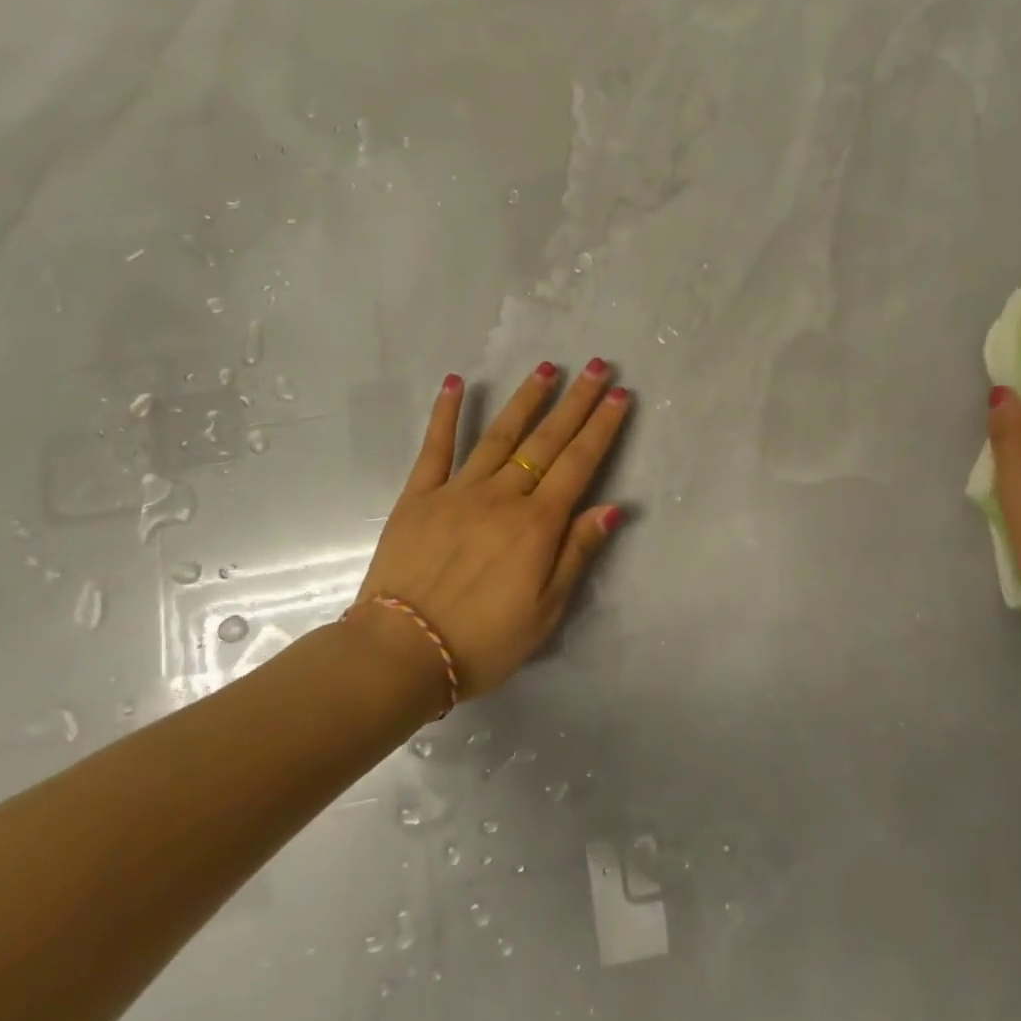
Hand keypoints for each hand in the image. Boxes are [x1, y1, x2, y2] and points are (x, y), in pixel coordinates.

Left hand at [350, 359, 631, 698]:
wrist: (401, 654)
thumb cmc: (483, 642)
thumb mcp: (545, 612)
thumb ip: (577, 554)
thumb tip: (612, 507)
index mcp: (536, 525)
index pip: (579, 464)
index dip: (602, 428)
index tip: (620, 395)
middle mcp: (502, 497)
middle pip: (546, 441)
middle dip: (576, 401)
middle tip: (598, 366)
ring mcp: (457, 491)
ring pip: (499, 435)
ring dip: (526, 398)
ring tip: (548, 367)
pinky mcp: (419, 497)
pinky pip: (436, 448)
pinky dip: (446, 413)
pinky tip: (456, 382)